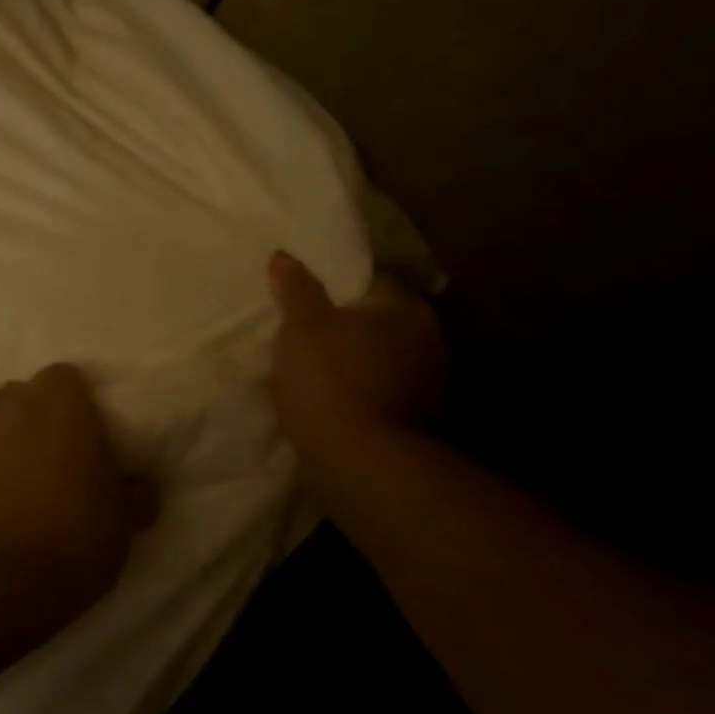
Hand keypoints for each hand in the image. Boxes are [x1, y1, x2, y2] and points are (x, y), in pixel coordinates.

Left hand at [0, 364, 151, 641]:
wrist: (2, 583)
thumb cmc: (74, 545)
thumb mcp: (124, 522)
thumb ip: (133, 491)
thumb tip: (139, 485)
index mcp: (58, 403)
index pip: (62, 380)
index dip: (66, 409)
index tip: (70, 442)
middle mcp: (2, 400)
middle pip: (10, 399)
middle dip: (17, 425)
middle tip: (26, 470)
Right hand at [266, 251, 446, 463]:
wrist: (357, 457)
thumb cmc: (329, 378)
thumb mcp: (301, 326)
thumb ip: (296, 289)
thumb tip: (284, 255)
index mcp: (406, 309)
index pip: (376, 282)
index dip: (343, 288)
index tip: (314, 300)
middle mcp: (429, 340)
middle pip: (384, 322)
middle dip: (354, 327)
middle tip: (312, 334)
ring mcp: (428, 383)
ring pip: (385, 359)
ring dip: (359, 362)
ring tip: (319, 369)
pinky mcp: (417, 420)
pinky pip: (383, 392)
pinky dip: (363, 393)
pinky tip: (334, 400)